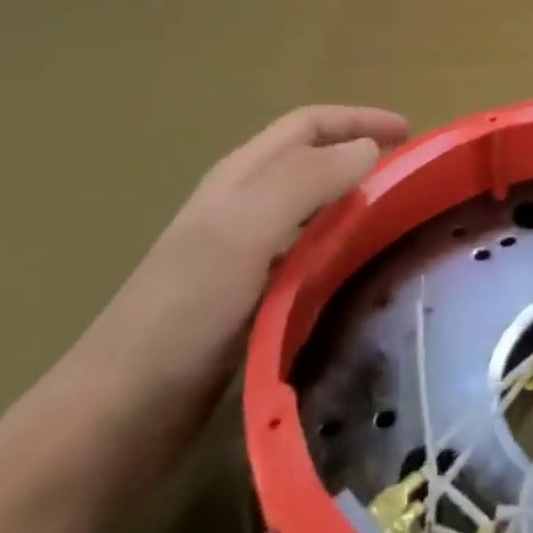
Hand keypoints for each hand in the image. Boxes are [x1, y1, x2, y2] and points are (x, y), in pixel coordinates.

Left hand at [53, 105, 408, 492]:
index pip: (308, 125)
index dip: (359, 119)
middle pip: (311, 161)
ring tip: (400, 219)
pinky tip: (363, 271)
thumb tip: (367, 149)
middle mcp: (243, 206)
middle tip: (414, 177)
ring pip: (312, 209)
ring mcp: (244, 254)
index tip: (412, 133)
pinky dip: (341, 248)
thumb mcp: (244, 231)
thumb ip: (306, 181)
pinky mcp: (250, 299)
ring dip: (355, 202)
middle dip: (361, 155)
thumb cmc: (183, 311)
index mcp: (240, 178)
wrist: (119, 413)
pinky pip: (308, 256)